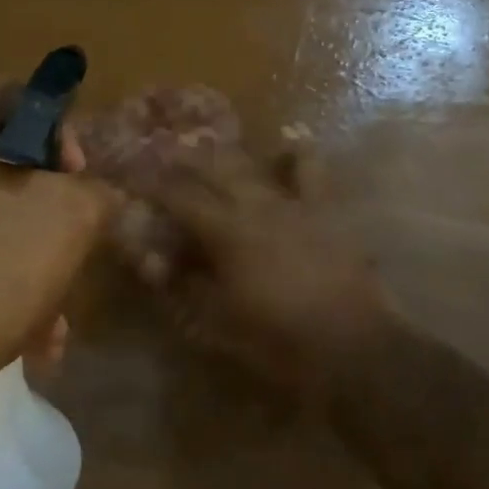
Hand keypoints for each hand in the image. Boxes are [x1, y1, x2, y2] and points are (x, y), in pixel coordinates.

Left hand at [0, 91, 117, 395]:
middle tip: (72, 250)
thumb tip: (90, 194)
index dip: (62, 136)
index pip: (18, 100)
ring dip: (26, 261)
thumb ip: (95, 190)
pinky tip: (22, 338)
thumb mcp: (75, 215)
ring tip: (52, 319)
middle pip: (2, 168)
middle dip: (47, 213)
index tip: (79, 182)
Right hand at [122, 143, 394, 392]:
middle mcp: (257, 204)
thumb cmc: (278, 339)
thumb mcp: (218, 321)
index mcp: (226, 230)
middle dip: (185, 160)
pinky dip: (297, 154)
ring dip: (231, 156)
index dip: (154, 186)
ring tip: (215, 150)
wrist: (352, 345)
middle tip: (167, 155)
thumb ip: (186, 288)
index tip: (136, 178)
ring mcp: (295, 203)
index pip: (180, 197)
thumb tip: (161, 266)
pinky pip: (312, 171)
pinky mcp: (327, 210)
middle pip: (214, 169)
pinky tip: (290, 144)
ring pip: (257, 164)